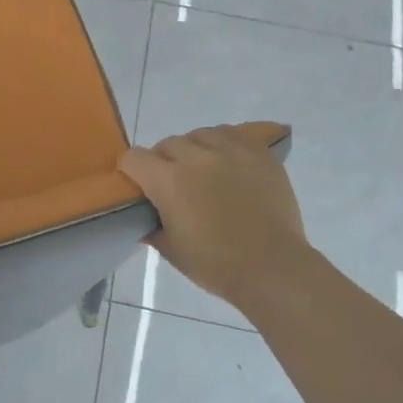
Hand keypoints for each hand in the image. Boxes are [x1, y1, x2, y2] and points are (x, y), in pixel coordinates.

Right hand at [119, 126, 311, 313]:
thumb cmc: (215, 264)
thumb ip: (151, 227)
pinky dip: (223, 145)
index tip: (138, 187)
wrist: (271, 267)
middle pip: (167, 144)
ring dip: (194, 150)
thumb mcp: (170, 249)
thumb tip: (142, 218)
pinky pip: (232, 135)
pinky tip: (228, 164)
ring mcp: (231, 151)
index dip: (131, 171)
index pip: (134, 158)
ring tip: (202, 171)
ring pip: (200, 135)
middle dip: (162, 162)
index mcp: (168, 180)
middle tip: (173, 186)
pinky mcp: (259, 153)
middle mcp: (196, 156)